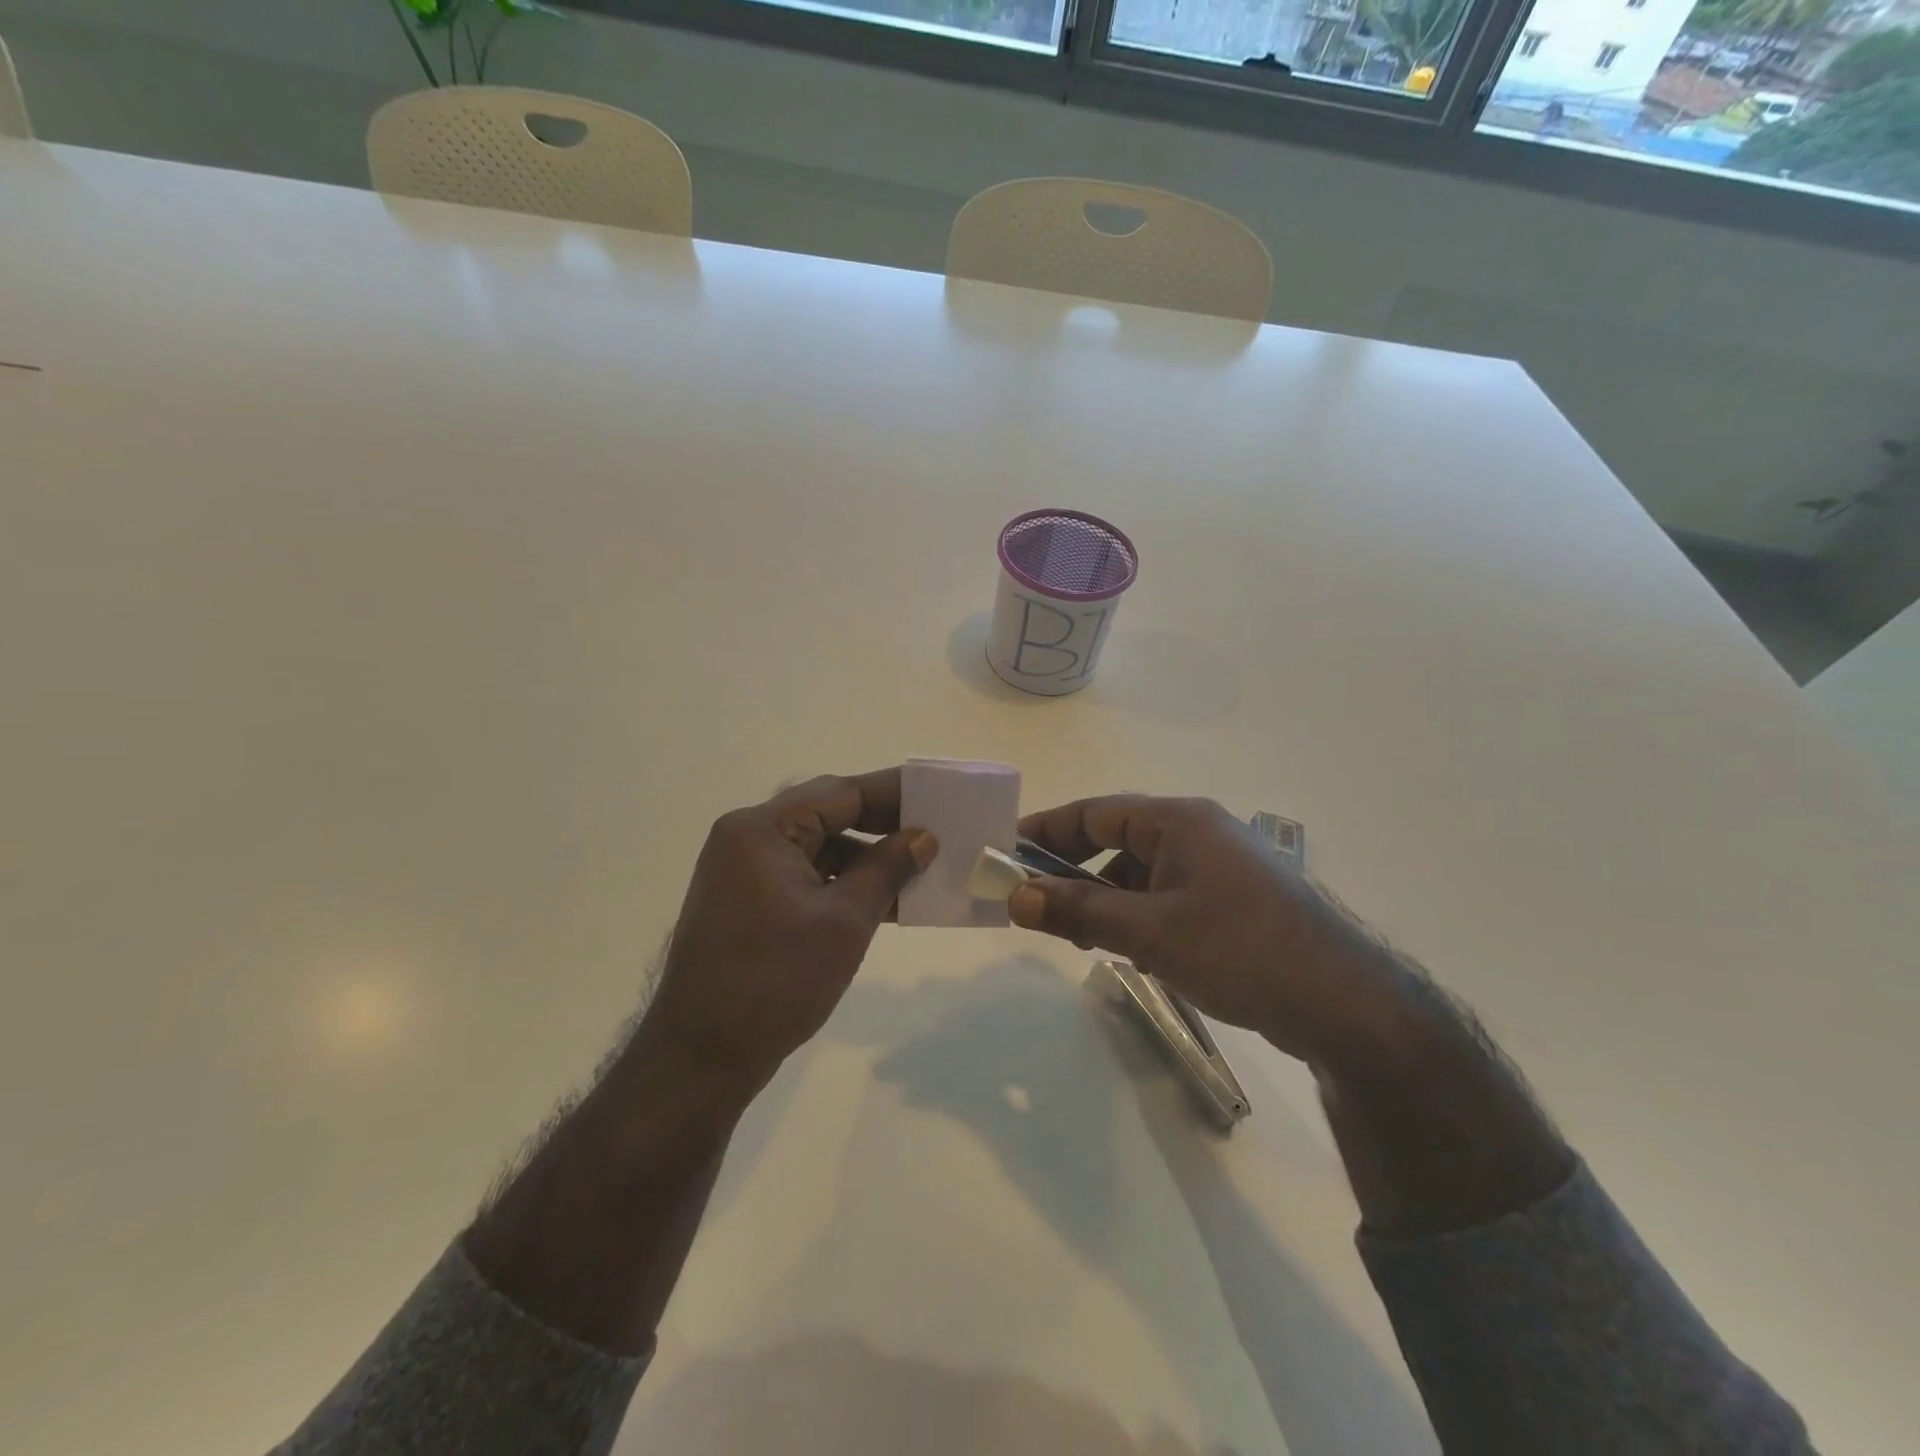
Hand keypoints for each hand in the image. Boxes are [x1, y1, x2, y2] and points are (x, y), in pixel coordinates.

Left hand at [641, 769, 938, 1098]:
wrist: (702, 1057)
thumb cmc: (776, 981)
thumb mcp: (845, 921)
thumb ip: (887, 869)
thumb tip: (923, 838)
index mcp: (762, 830)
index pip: (839, 793)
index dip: (892, 794)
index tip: (938, 796)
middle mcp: (747, 838)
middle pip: (827, 815)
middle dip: (882, 826)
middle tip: (936, 831)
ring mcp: (743, 871)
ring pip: (818, 848)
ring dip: (866, 859)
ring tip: (919, 870)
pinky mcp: (747, 901)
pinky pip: (804, 876)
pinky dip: (841, 884)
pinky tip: (884, 900)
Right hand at [1011, 795, 1397, 1064]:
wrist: (1345, 1004)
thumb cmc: (1240, 949)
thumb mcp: (1149, 931)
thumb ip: (1079, 911)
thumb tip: (1015, 897)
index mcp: (1179, 821)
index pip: (1095, 811)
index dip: (1046, 830)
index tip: (1005, 852)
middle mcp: (1198, 833)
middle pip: (1116, 839)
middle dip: (1072, 869)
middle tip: (1031, 899)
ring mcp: (1218, 868)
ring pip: (1140, 872)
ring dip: (1103, 897)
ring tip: (1074, 933)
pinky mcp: (1232, 902)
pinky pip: (1166, 896)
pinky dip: (1136, 914)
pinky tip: (1127, 948)